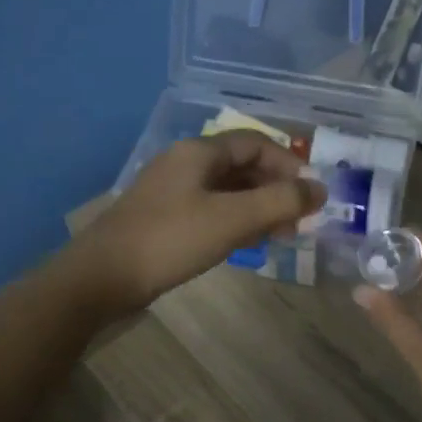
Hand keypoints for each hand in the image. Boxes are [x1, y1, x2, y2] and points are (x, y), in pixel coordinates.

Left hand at [62, 132, 323, 315]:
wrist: (102, 278)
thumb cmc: (171, 240)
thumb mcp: (232, 219)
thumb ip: (280, 202)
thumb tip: (320, 189)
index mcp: (199, 152)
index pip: (255, 143)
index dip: (288, 163)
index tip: (312, 193)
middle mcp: (185, 164)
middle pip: (242, 166)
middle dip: (275, 189)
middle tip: (299, 219)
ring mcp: (172, 192)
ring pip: (227, 191)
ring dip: (258, 207)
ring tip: (281, 235)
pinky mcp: (165, 219)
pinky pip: (211, 210)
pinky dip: (236, 221)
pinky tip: (248, 244)